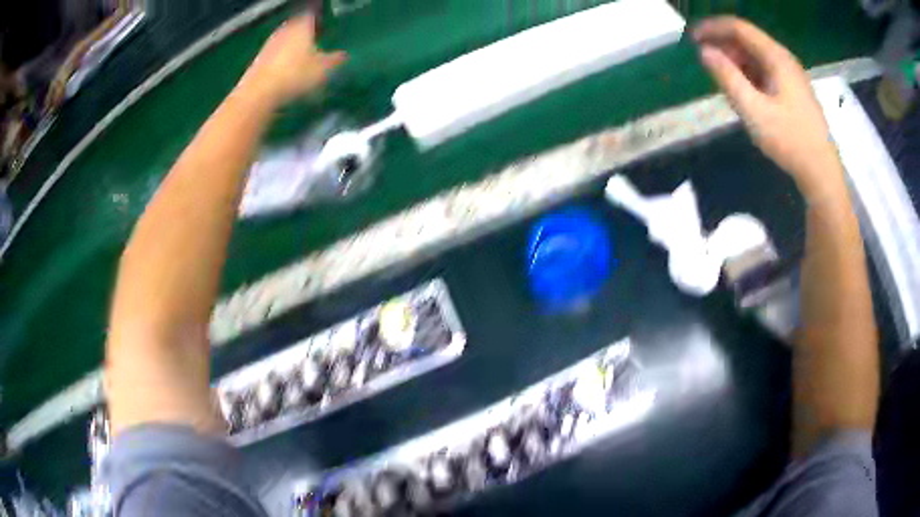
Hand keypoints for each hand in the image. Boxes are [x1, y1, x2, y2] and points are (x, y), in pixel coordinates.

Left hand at [238, 14, 346, 105]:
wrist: (259, 92)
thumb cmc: (295, 75)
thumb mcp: (323, 69)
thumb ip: (335, 60)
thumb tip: (344, 56)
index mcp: (302, 26)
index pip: (312, 17)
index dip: (319, 23)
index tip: (324, 32)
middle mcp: (285, 30)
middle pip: (297, 28)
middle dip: (305, 36)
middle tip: (314, 46)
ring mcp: (269, 44)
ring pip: (285, 42)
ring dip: (292, 49)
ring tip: (301, 62)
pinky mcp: (258, 60)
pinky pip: (274, 56)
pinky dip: (281, 62)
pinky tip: (286, 75)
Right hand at [693, 17, 841, 194]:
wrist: (821, 173)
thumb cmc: (790, 142)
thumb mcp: (754, 111)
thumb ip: (727, 78)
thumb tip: (704, 52)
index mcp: (776, 58)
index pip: (739, 28)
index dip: (713, 28)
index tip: (692, 39)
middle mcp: (784, 59)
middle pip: (747, 40)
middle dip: (724, 47)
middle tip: (708, 67)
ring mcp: (791, 75)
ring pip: (756, 56)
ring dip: (736, 63)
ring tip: (725, 84)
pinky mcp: (793, 90)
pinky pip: (765, 71)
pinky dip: (749, 75)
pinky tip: (745, 94)